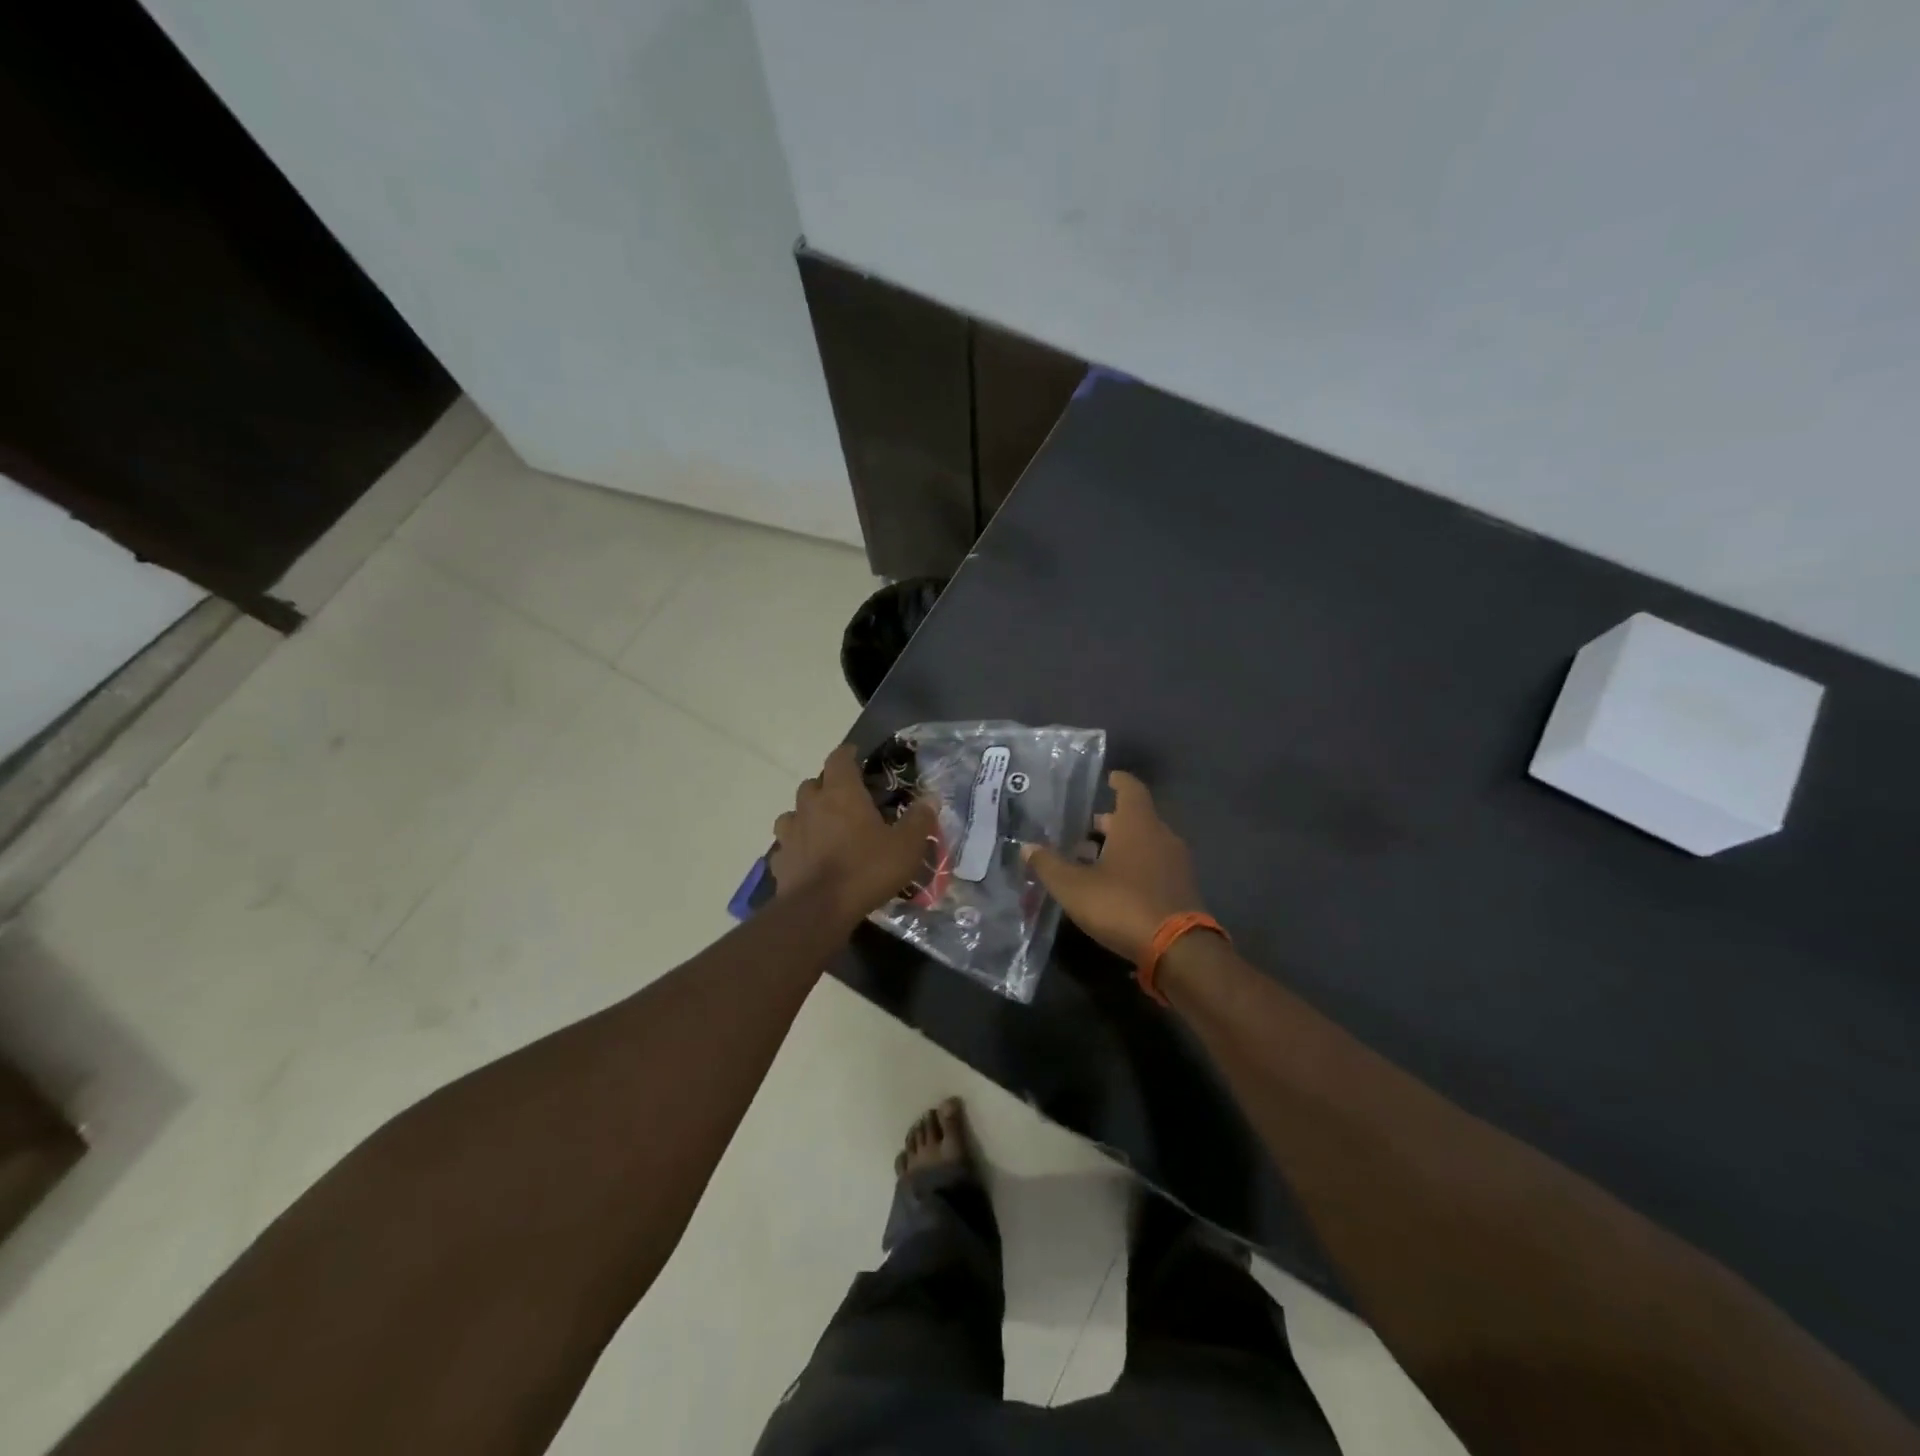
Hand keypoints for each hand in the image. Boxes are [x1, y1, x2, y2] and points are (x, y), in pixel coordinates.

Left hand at [771, 744, 937, 923]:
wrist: (819, 910)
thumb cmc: (866, 869)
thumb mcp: (906, 846)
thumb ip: (919, 820)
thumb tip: (930, 799)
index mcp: (841, 793)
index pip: (839, 759)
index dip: (847, 754)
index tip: (856, 755)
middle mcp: (811, 806)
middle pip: (812, 784)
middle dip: (827, 787)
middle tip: (846, 799)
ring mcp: (790, 833)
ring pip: (793, 813)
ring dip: (806, 815)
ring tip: (822, 828)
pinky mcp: (780, 861)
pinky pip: (786, 846)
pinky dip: (796, 847)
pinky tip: (807, 859)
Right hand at [1022, 771, 1207, 963]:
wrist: (1178, 949)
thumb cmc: (1122, 904)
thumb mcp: (1074, 887)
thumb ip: (1049, 865)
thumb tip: (1027, 847)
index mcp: (1138, 824)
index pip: (1131, 789)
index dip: (1118, 781)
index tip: (1107, 778)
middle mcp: (1162, 835)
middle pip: (1134, 819)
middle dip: (1108, 823)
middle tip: (1080, 831)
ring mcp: (1176, 862)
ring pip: (1144, 843)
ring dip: (1120, 847)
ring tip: (1090, 861)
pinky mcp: (1181, 888)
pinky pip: (1154, 865)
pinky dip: (1134, 866)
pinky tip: (1113, 885)